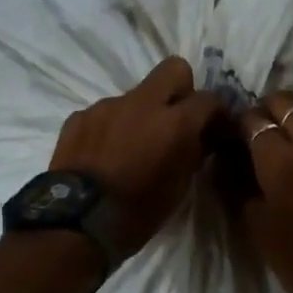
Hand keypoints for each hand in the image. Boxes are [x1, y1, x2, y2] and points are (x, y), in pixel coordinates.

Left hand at [50, 57, 225, 257]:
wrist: (76, 223)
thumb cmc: (138, 212)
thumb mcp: (179, 187)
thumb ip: (194, 153)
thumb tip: (203, 137)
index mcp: (175, 122)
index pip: (209, 98)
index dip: (216, 112)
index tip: (214, 128)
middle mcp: (142, 103)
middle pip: (173, 69)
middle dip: (181, 89)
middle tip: (176, 119)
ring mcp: (107, 106)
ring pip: (136, 95)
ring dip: (142, 113)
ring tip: (132, 146)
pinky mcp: (79, 116)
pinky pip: (106, 113)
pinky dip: (112, 127)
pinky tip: (105, 154)